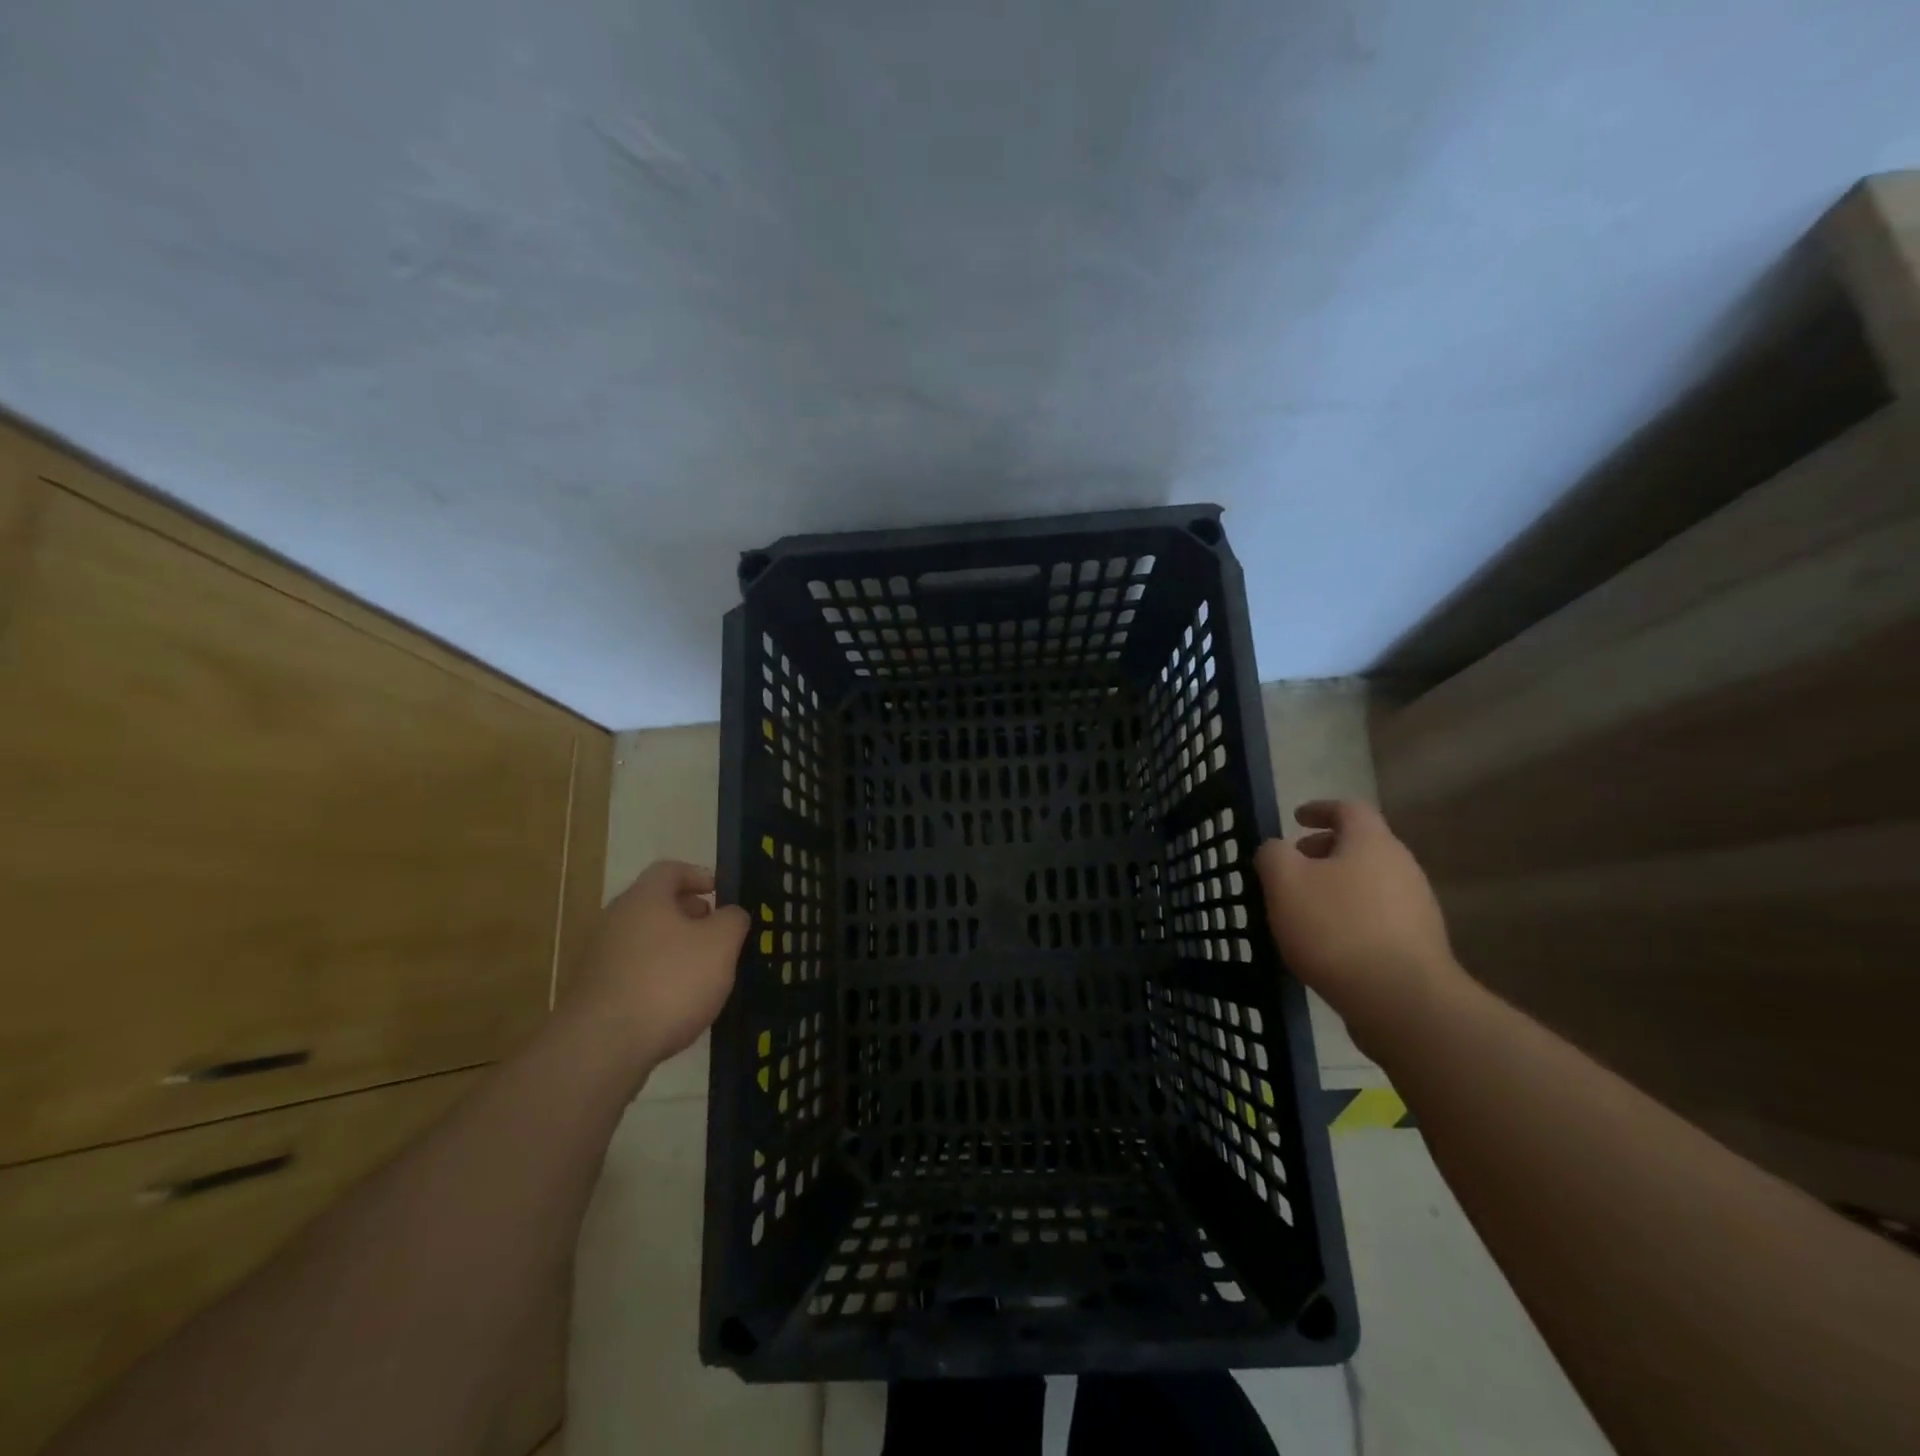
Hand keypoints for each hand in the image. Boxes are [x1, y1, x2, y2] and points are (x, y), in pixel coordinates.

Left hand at [569, 861, 749, 1069]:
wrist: (601, 1048)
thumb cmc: (669, 982)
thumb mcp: (720, 945)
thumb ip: (733, 921)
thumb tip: (730, 914)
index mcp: (644, 898)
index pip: (670, 870)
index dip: (698, 875)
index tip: (719, 892)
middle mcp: (615, 919)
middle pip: (655, 904)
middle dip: (688, 914)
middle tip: (716, 932)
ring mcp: (599, 957)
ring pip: (644, 939)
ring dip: (673, 947)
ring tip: (701, 971)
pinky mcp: (593, 992)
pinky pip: (632, 971)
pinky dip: (656, 976)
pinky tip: (674, 1002)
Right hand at [1255, 800, 1463, 1044]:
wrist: (1402, 1000)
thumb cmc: (1336, 928)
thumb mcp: (1284, 882)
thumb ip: (1273, 855)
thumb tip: (1276, 849)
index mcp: (1372, 842)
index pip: (1348, 809)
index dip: (1320, 808)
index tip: (1295, 818)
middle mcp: (1402, 866)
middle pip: (1361, 846)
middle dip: (1324, 851)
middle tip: (1293, 866)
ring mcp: (1417, 907)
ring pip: (1369, 882)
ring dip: (1337, 885)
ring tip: (1304, 907)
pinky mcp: (1419, 944)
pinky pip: (1378, 915)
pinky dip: (1351, 915)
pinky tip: (1328, 941)